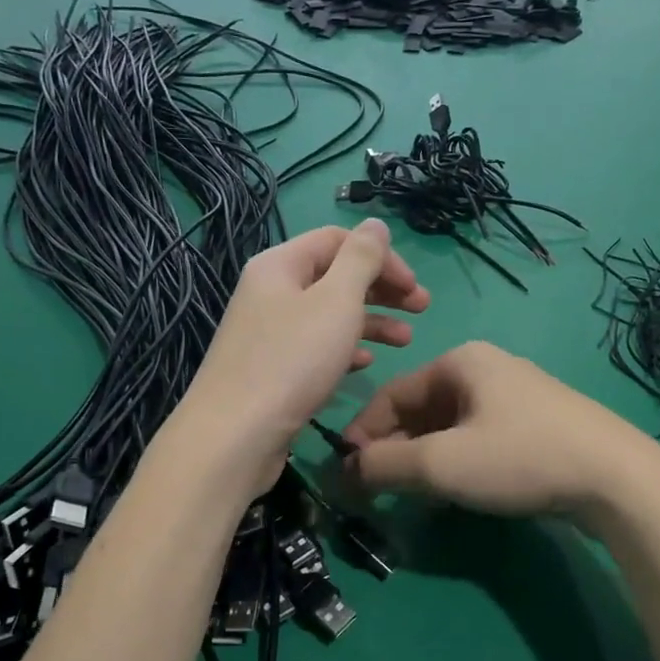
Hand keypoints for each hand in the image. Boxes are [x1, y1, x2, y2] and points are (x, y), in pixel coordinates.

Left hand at [178, 220, 429, 491]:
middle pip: (334, 276)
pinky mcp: (273, 369)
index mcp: (280, 265)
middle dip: (382, 289)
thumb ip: (361, 259)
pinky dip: (345, 348)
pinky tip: (368, 362)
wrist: (236, 436)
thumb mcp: (336, 301)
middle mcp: (271, 292)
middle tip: (422, 308)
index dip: (381, 256)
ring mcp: (269, 333)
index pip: (338, 240)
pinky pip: (316, 347)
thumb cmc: (292, 360)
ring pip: (329, 315)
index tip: (414, 286)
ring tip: (407, 340)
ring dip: (371, 321)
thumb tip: (375, 224)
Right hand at [345, 342, 659, 524]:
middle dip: (394, 448)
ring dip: (424, 458)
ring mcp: (517, 396)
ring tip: (412, 494)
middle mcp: (487, 369)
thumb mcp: (442, 463)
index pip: (392, 394)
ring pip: (450, 426)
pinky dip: (457, 460)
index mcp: (460, 362)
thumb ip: (385, 466)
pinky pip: (479, 437)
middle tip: (378, 490)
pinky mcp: (537, 424)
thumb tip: (345, 471)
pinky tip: (456, 490)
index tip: (346, 473)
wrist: (616, 478)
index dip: (363, 433)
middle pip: (421, 408)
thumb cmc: (520, 457)